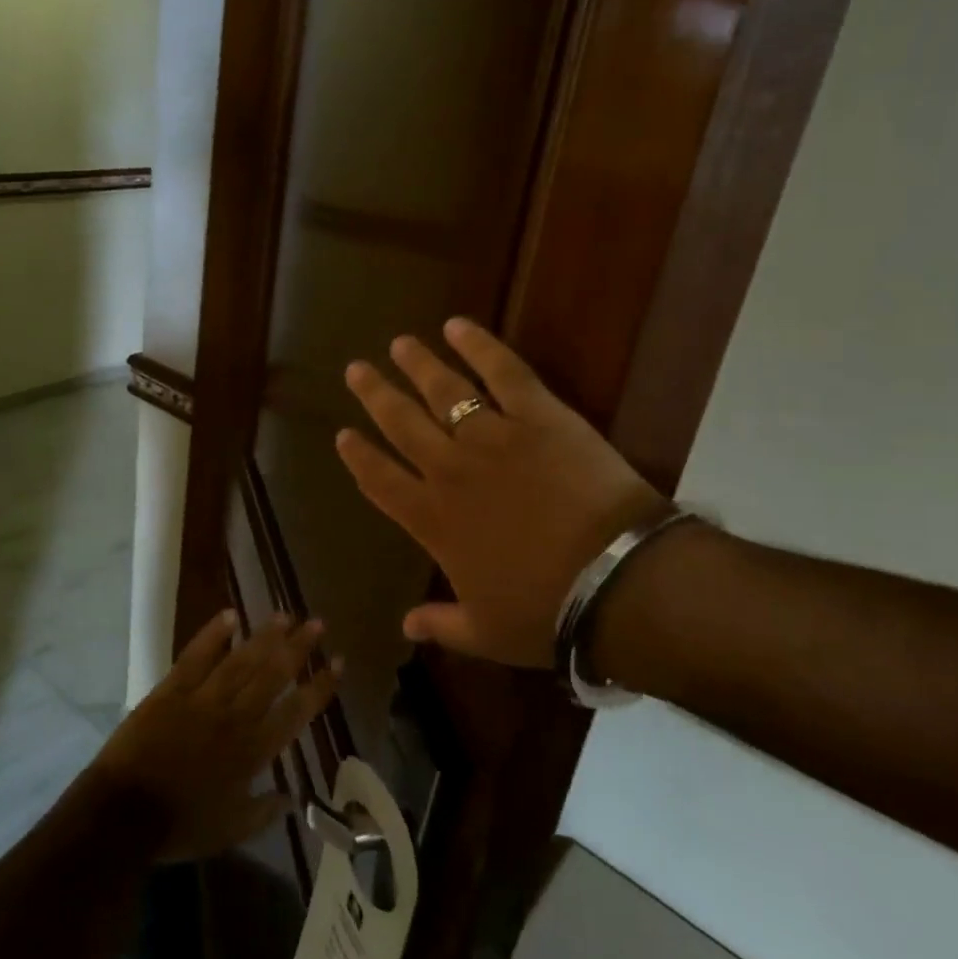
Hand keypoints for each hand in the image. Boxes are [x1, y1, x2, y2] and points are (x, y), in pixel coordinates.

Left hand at [94, 609, 340, 861]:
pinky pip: (196, 656)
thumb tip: (295, 797)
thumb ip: (265, 811)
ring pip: (241, 660)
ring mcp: (203, 698)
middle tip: (318, 623)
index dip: (319, 687)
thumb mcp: (231, 830)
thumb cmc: (180, 826)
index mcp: (253, 751)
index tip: (338, 663)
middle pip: (272, 675)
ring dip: (265, 636)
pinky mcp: (172, 689)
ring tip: (285, 615)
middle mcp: (235, 717)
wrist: (123, 814)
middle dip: (298, 648)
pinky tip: (230, 615)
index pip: (296, 712)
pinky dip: (213, 634)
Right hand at [335, 318, 665, 668]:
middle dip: (375, 395)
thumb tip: (406, 627)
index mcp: (432, 519)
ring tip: (400, 344)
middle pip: (401, 423)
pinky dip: (478, 345)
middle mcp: (450, 469)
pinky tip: (457, 326)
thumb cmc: (545, 611)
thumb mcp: (485, 632)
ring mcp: (492, 436)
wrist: (614, 580)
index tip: (343, 435)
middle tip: (356, 369)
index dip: (359, 456)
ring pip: (443, 390)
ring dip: (418, 365)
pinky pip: (502, 371)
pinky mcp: (538, 414)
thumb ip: (441, 624)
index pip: (381, 480)